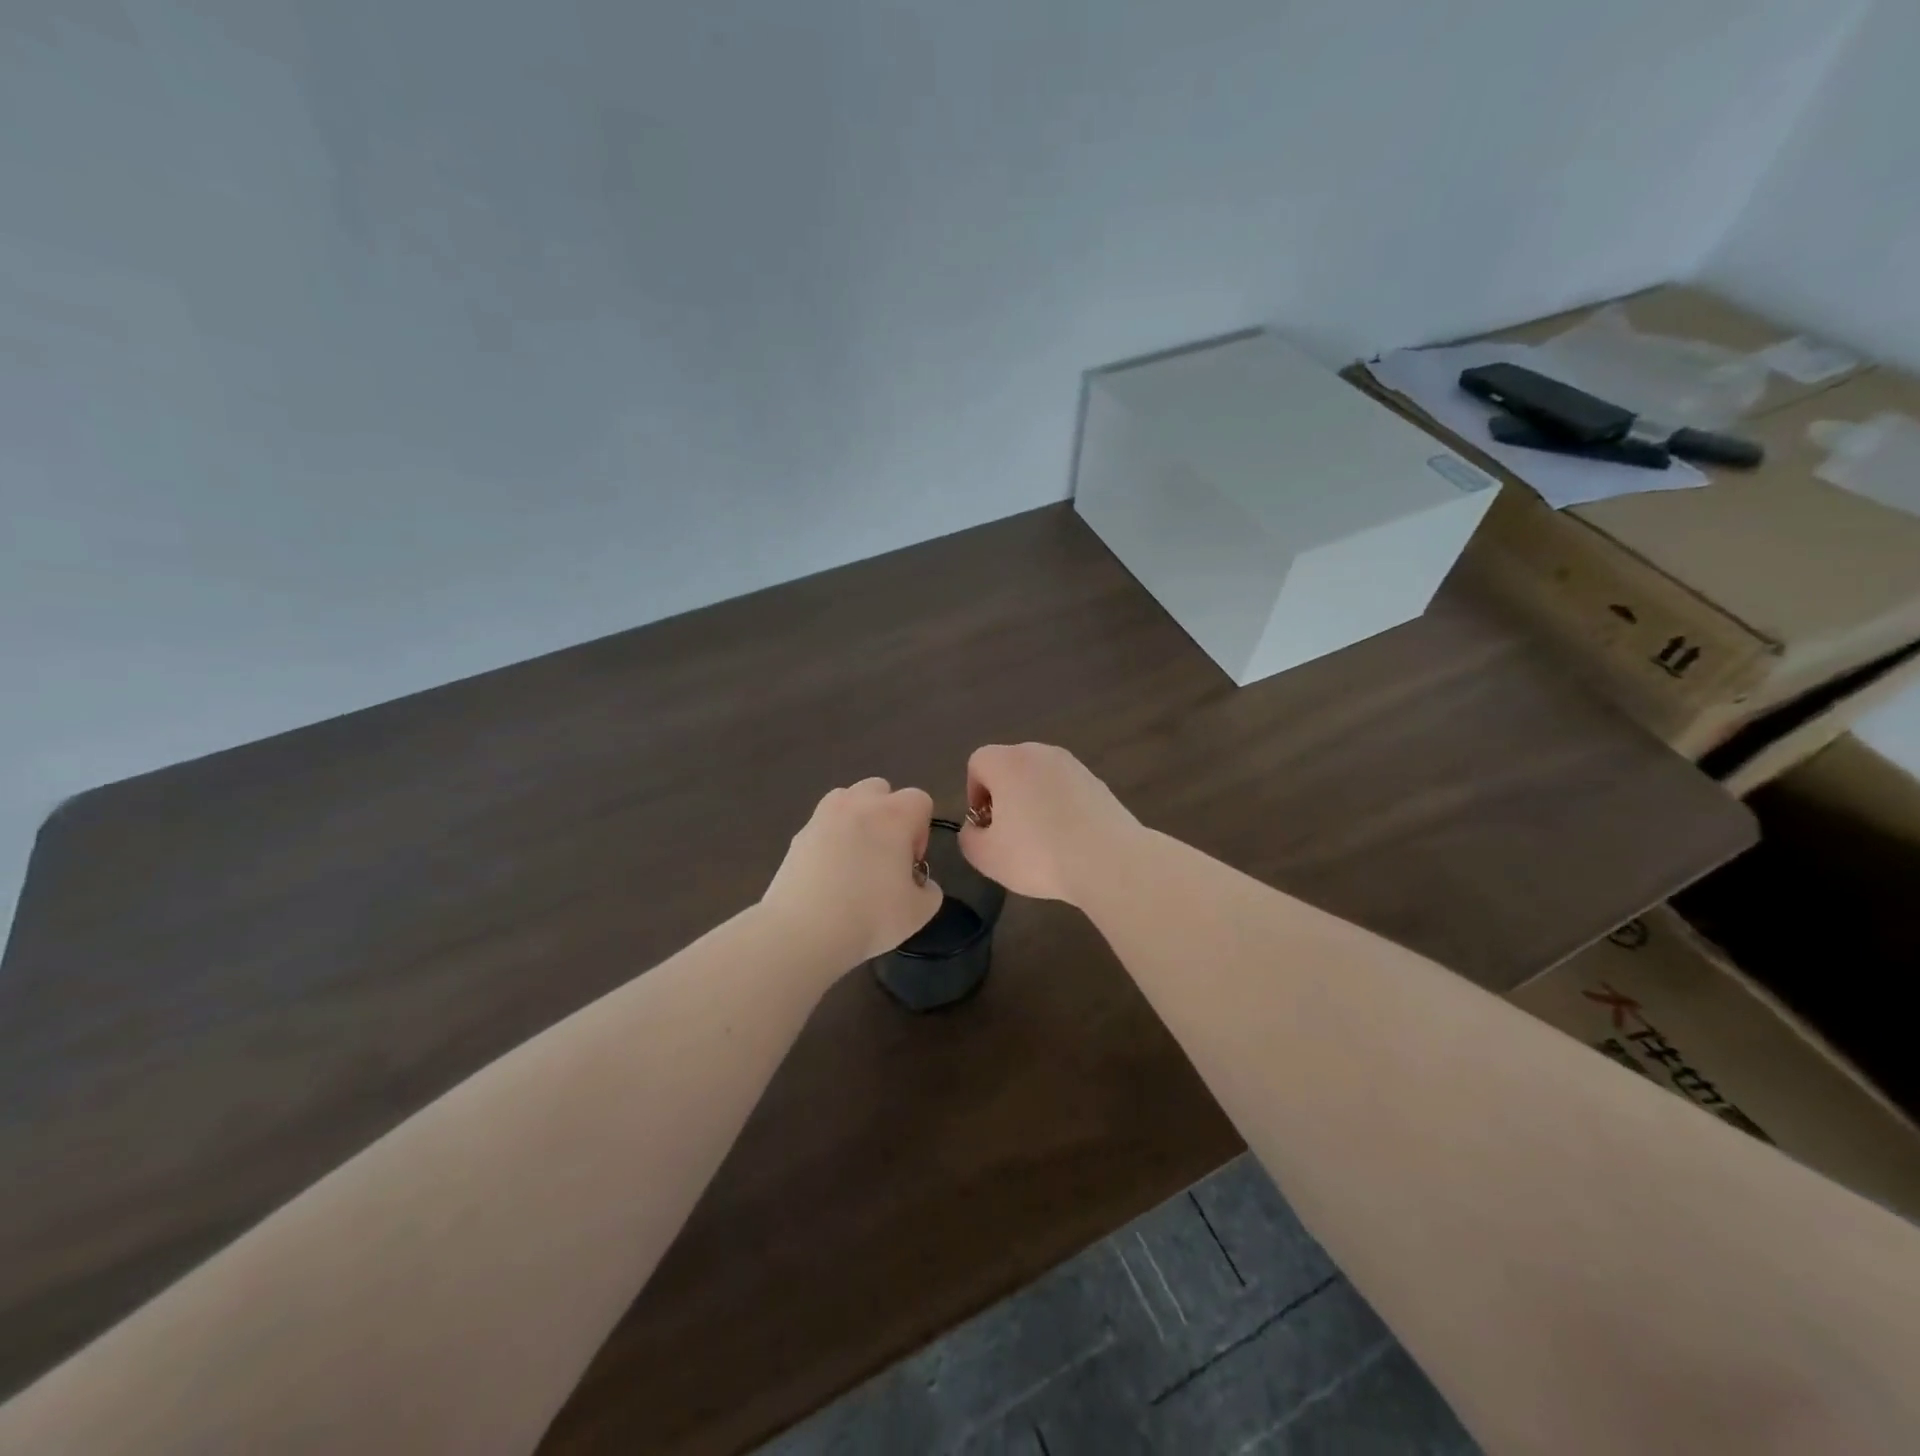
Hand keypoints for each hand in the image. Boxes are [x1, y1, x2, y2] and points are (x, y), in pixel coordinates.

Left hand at [761, 777, 944, 968]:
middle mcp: (858, 804)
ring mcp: (823, 816)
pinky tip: (829, 874)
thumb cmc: (870, 917)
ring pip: (847, 799)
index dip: (921, 830)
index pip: (920, 800)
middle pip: (881, 789)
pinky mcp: (798, 834)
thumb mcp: (918, 912)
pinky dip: (830, 838)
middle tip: (886, 854)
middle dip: (888, 814)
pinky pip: (823, 824)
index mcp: (893, 815)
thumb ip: (929, 891)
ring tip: (855, 857)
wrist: (804, 931)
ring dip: (857, 818)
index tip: (911, 862)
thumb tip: (920, 884)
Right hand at [959, 744, 1139, 906]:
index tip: (985, 825)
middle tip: (1009, 834)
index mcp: (1008, 762)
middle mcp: (1041, 753)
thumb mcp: (986, 856)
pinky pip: (1067, 791)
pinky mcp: (1099, 783)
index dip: (973, 793)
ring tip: (1041, 842)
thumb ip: (969, 837)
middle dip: (1004, 797)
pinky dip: (1061, 809)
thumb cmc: (1038, 854)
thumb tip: (977, 828)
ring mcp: (1074, 766)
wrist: (1109, 861)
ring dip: (1033, 803)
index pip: (978, 762)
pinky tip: (1068, 842)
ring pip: (1040, 779)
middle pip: (1010, 767)